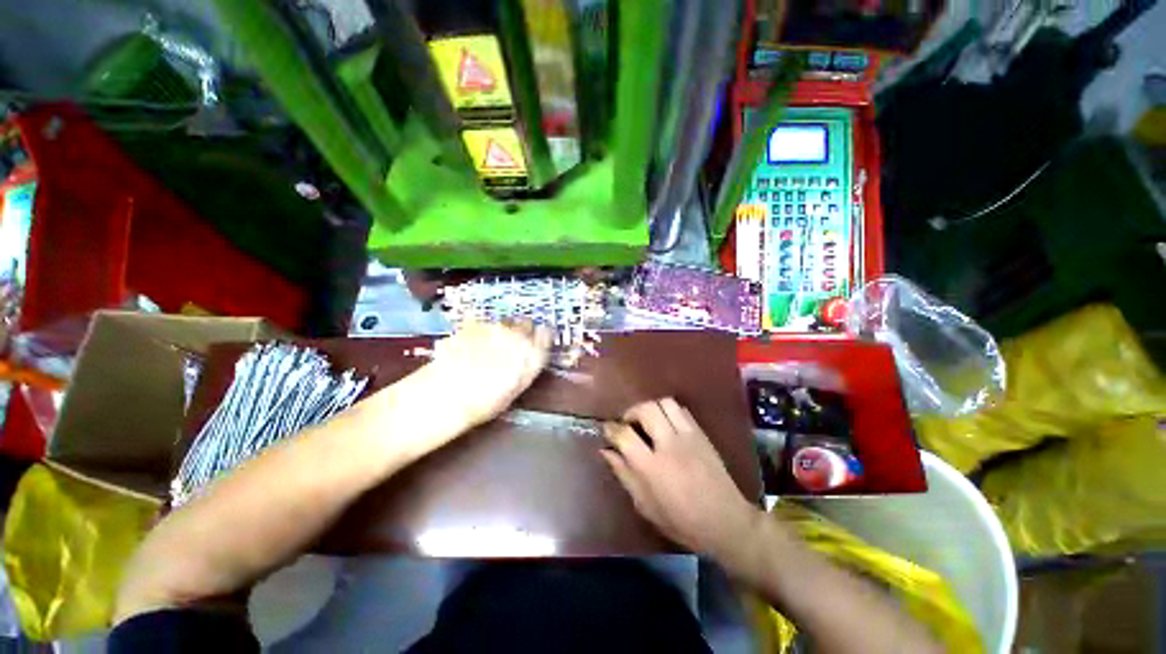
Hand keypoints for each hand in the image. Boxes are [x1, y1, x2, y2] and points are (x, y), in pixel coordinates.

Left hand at [426, 321, 551, 427]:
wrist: (445, 396)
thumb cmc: (484, 402)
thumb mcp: (516, 388)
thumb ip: (527, 366)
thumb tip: (531, 355)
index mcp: (531, 352)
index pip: (545, 335)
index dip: (541, 338)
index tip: (537, 343)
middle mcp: (516, 334)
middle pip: (525, 324)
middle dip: (522, 332)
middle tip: (512, 347)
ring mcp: (493, 327)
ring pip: (504, 323)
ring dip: (501, 331)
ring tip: (488, 350)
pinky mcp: (472, 324)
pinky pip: (483, 324)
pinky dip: (480, 332)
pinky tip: (470, 348)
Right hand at [600, 398, 761, 561]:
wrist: (726, 522)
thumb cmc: (681, 521)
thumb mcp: (645, 506)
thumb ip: (624, 474)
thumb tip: (605, 451)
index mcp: (652, 467)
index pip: (625, 434)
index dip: (611, 428)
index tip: (606, 429)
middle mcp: (669, 445)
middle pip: (646, 409)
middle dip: (631, 411)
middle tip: (628, 424)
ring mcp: (688, 436)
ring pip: (665, 403)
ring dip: (651, 408)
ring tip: (647, 422)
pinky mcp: (701, 434)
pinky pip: (681, 410)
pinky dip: (668, 412)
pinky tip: (666, 425)